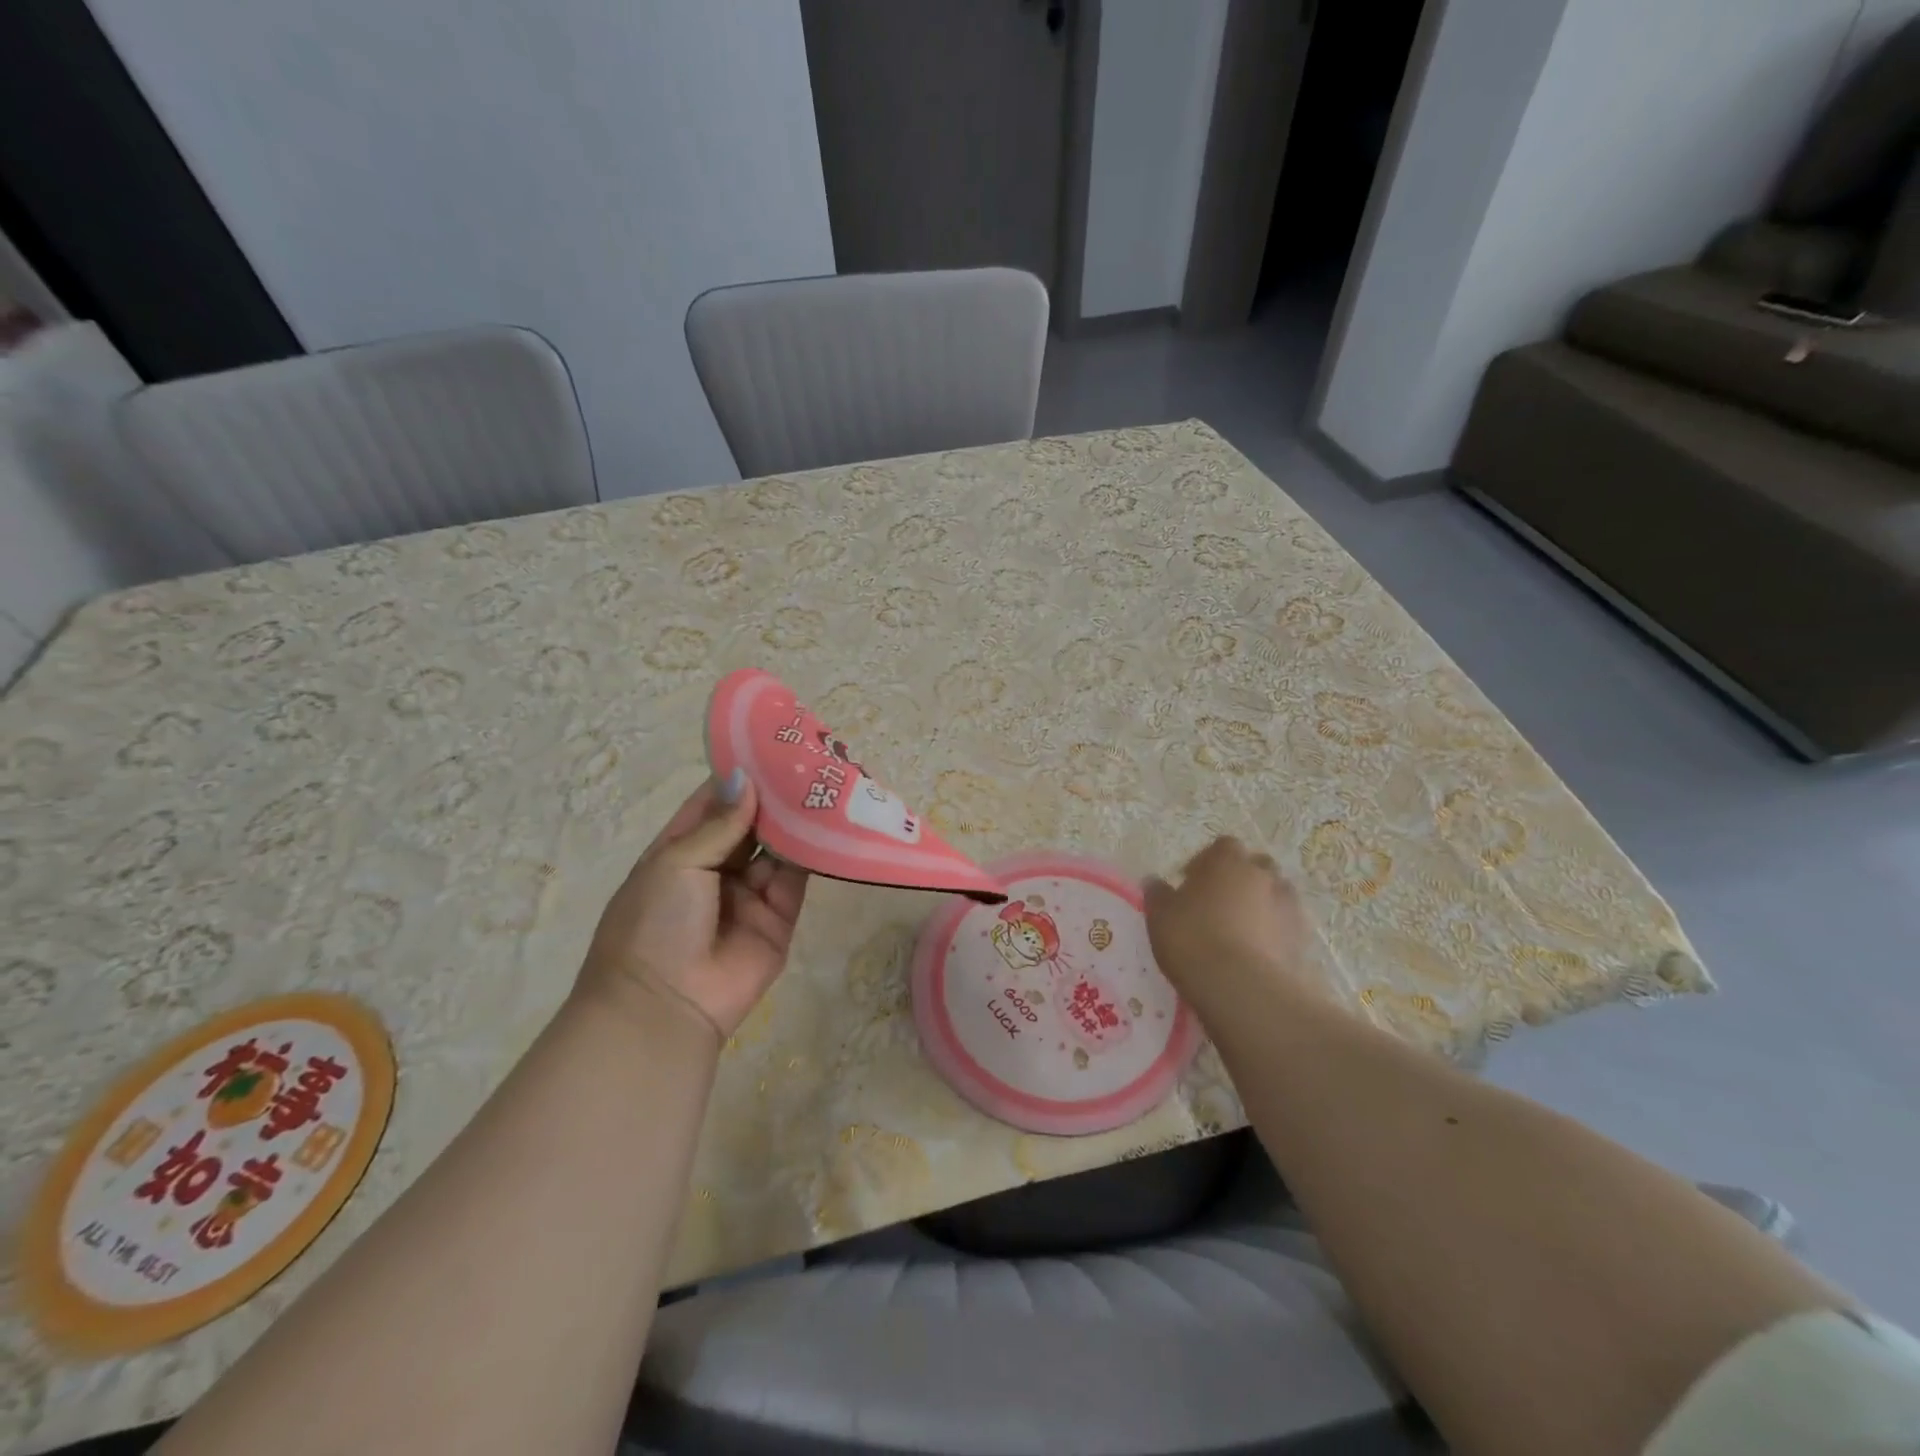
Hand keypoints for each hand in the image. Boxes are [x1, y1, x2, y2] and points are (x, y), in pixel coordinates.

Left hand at [577, 771, 807, 1040]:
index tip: (768, 745)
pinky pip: (797, 877)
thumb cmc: (654, 924)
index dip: (738, 776)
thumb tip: (745, 779)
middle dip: (774, 795)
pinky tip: (829, 822)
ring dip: (796, 820)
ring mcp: (749, 892)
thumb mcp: (677, 863)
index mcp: (680, 850)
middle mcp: (716, 867)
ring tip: (825, 782)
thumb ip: (720, 824)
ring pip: (778, 847)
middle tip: (808, 759)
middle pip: (751, 823)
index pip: (712, 803)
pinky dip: (812, 853)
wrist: (665, 1007)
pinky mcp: (780, 915)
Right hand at [1144, 837, 1324, 1017]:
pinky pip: (1284, 927)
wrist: (1242, 988)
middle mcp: (1263, 875)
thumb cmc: (1193, 939)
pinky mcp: (1302, 939)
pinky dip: (1272, 933)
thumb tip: (1155, 882)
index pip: (1223, 846)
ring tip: (1238, 931)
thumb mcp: (1160, 915)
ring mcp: (1288, 906)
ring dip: (1259, 905)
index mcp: (1228, 861)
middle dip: (1239, 879)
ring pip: (1274, 895)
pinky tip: (1254, 953)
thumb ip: (1158, 894)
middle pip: (1255, 867)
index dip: (1207, 862)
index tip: (1190, 882)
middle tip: (1217, 903)